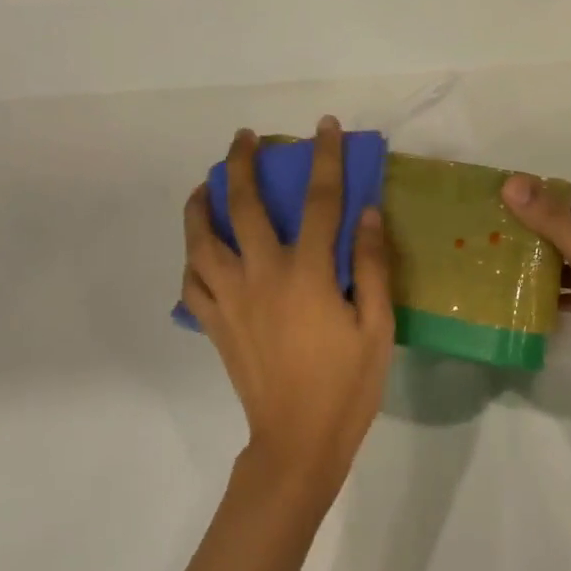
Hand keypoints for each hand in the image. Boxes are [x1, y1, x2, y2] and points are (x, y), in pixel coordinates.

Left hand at [181, 118, 395, 493]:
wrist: (296, 444)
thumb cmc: (346, 386)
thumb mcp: (378, 327)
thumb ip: (373, 266)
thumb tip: (369, 213)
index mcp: (307, 274)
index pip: (319, 201)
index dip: (323, 158)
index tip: (323, 127)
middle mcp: (262, 276)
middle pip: (243, 207)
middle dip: (241, 165)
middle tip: (244, 138)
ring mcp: (231, 300)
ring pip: (202, 240)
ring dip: (200, 205)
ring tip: (205, 185)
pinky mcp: (215, 324)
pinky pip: (192, 281)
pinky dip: (192, 256)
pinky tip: (198, 247)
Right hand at [500, 176, 570, 391]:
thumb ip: (550, 220)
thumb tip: (511, 183)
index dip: (542, 201)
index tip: (508, 205)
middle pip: (570, 234)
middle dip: (538, 235)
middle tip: (499, 239)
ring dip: (547, 267)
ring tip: (508, 270)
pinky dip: (560, 298)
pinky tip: (534, 304)